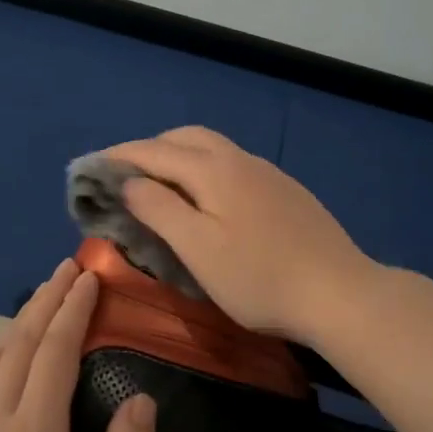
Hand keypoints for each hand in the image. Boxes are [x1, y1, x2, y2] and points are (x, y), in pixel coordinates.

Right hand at [102, 126, 377, 340]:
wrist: (340, 293)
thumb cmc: (259, 277)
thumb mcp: (198, 248)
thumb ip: (160, 208)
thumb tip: (130, 181)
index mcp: (214, 169)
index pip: (155, 151)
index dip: (120, 156)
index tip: (91, 168)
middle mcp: (240, 160)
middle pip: (186, 138)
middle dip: (150, 149)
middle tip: (125, 176)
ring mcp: (267, 173)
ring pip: (212, 149)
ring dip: (179, 157)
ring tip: (160, 185)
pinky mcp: (285, 191)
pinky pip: (232, 165)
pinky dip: (204, 169)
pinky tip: (207, 199)